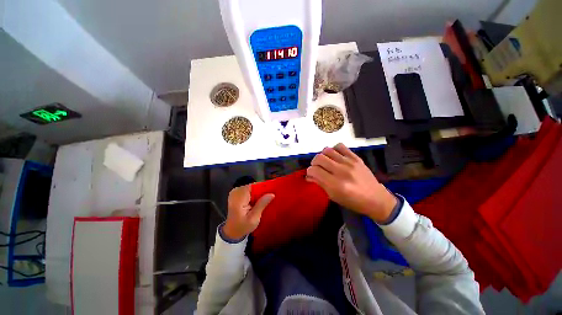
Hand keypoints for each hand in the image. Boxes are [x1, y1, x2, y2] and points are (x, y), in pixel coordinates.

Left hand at [223, 185, 274, 239]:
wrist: (232, 232)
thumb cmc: (242, 227)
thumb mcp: (254, 218)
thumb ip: (262, 204)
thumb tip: (272, 194)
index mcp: (238, 197)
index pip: (254, 186)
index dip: (264, 187)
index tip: (273, 191)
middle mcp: (236, 191)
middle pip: (253, 186)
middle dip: (262, 191)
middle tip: (271, 196)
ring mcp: (236, 192)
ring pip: (252, 188)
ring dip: (259, 193)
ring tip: (267, 198)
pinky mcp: (237, 193)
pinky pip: (249, 190)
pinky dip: (255, 195)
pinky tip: (259, 200)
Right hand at [306, 143, 396, 222]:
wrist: (376, 199)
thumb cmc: (353, 201)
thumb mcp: (334, 196)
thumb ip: (320, 184)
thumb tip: (308, 176)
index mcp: (335, 184)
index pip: (314, 170)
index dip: (309, 172)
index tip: (310, 174)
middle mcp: (341, 171)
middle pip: (319, 158)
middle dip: (313, 163)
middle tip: (317, 168)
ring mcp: (349, 162)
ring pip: (327, 150)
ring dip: (322, 155)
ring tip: (325, 162)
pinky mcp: (356, 158)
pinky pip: (340, 146)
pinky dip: (334, 149)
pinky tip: (335, 156)